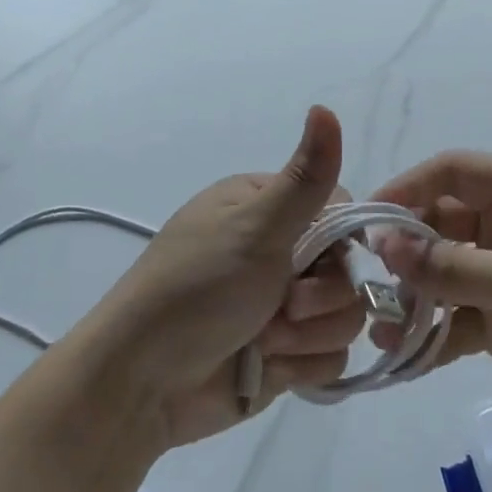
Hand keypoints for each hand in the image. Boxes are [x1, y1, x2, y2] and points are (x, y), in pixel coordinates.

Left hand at [71, 106, 364, 448]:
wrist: (143, 383)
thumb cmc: (196, 290)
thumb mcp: (254, 227)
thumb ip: (304, 178)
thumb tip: (324, 108)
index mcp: (265, 208)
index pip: (340, 211)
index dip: (342, 239)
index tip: (317, 257)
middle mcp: (277, 251)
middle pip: (348, 268)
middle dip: (320, 296)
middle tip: (282, 305)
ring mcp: (282, 305)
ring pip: (344, 315)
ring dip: (307, 335)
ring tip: (264, 340)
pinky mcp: (285, 353)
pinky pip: (329, 357)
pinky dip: (300, 365)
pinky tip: (265, 366)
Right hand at [370, 152, 491, 424]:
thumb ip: (456, 267)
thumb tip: (384, 245)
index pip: (452, 172)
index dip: (408, 187)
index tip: (369, 220)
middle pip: (436, 223)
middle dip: (403, 251)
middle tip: (370, 282)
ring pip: (437, 273)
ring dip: (409, 297)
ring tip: (382, 328)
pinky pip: (450, 316)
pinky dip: (428, 333)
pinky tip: (402, 355)